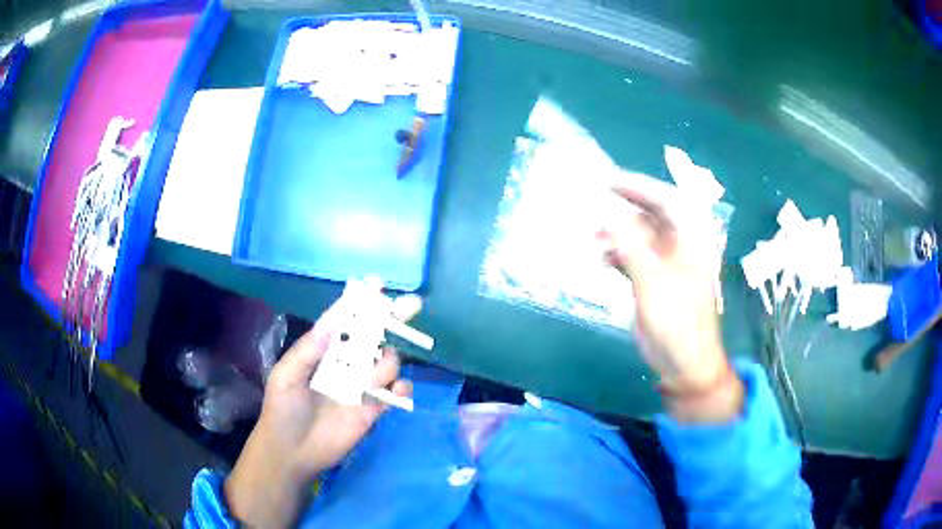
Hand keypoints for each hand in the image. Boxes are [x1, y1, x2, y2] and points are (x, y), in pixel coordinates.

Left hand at [225, 290, 416, 526]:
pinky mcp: (372, 410)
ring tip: (367, 382)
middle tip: (413, 304)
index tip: (377, 285)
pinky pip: (395, 394)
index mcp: (323, 352)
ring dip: (385, 365)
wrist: (292, 452)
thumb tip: (333, 321)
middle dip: (393, 319)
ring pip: (387, 363)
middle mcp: (345, 365)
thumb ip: (309, 349)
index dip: (361, 304)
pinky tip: (396, 390)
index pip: (345, 322)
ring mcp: (361, 388)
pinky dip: (402, 388)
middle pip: (374, 337)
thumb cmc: (282, 409)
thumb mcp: (286, 374)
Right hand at [599, 172, 741, 422]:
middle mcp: (680, 246)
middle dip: (624, 210)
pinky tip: (602, 261)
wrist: (684, 364)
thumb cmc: (677, 322)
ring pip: (640, 237)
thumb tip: (606, 212)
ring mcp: (667, 264)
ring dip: (617, 235)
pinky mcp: (655, 281)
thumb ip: (630, 245)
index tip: (608, 181)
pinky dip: (617, 255)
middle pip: (652, 216)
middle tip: (594, 205)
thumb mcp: (653, 282)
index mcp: (691, 241)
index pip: (667, 201)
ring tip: (593, 240)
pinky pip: (634, 257)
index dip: (639, 186)